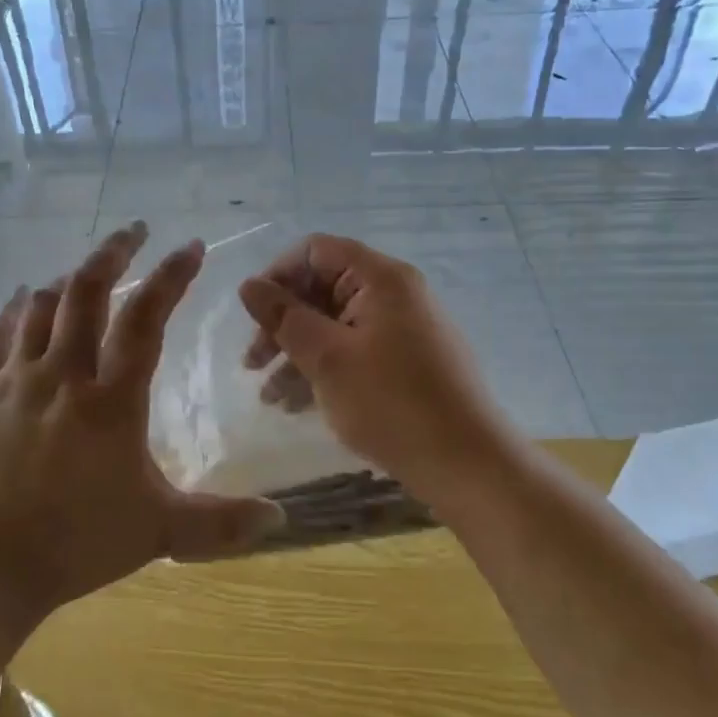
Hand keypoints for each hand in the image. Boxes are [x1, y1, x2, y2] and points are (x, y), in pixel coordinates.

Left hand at [0, 222, 285, 616]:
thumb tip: (280, 519)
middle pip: (86, 292)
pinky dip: (12, 311)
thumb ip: (221, 522)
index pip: (146, 319)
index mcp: (111, 400)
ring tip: (84, 268)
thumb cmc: (76, 543)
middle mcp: (63, 375)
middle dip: (113, 253)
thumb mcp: (158, 532)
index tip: (190, 246)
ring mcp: (17, 383)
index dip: (170, 277)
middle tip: (134, 229)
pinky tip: (21, 298)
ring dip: (66, 279)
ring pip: (40, 307)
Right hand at [237, 234, 510, 500]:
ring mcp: (404, 329)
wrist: (468, 465)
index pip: (316, 251)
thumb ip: (284, 317)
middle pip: (323, 288)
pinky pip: (354, 350)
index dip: (278, 276)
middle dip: (283, 323)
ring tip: (269, 397)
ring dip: (297, 353)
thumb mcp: (327, 359)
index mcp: (381, 278)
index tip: (255, 316)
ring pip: (334, 324)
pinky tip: (297, 405)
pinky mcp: (408, 362)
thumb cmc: (392, 404)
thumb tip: (249, 285)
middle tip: (252, 363)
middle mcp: (394, 294)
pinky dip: (324, 369)